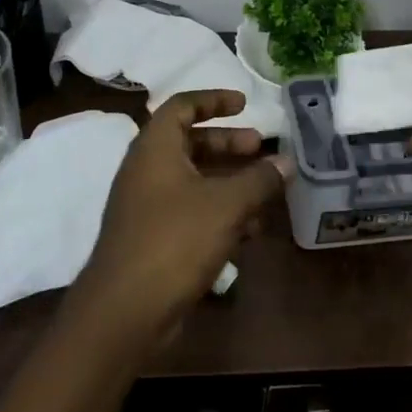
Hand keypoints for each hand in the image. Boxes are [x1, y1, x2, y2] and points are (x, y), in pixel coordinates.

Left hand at [72, 90, 288, 347]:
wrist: (124, 311)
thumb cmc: (174, 241)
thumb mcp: (226, 205)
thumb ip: (259, 180)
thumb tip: (286, 162)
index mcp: (155, 149)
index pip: (182, 106)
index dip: (214, 100)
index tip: (245, 104)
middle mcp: (147, 171)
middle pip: (190, 143)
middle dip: (228, 144)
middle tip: (261, 149)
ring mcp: (147, 207)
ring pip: (194, 181)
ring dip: (229, 183)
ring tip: (265, 194)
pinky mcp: (153, 239)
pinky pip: (191, 213)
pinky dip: (219, 213)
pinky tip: (249, 233)